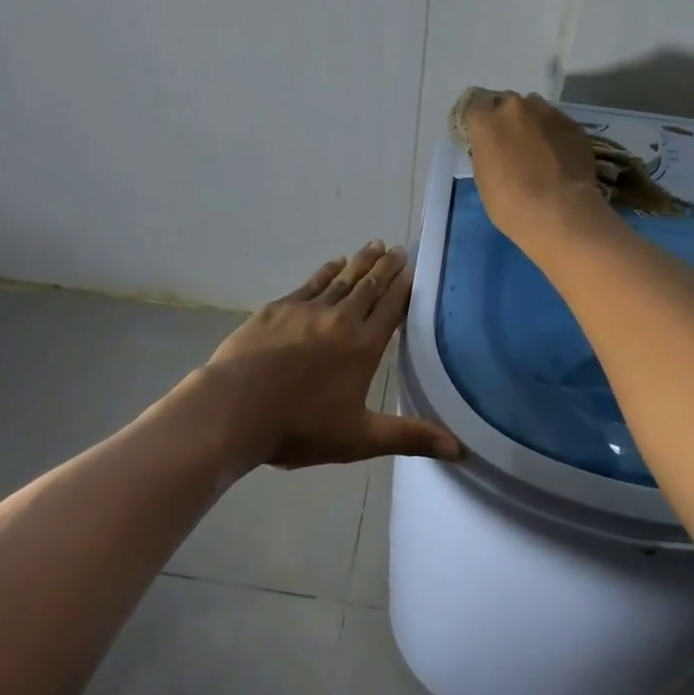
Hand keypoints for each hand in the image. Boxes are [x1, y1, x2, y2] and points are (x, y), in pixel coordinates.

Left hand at [190, 242, 461, 469]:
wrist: (235, 408)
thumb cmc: (300, 427)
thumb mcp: (359, 439)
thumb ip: (409, 437)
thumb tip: (459, 449)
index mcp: (363, 347)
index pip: (391, 308)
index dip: (404, 287)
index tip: (413, 268)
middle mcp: (340, 319)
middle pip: (369, 286)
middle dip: (386, 266)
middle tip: (398, 248)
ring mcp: (307, 310)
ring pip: (342, 279)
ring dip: (360, 261)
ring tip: (374, 245)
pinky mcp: (279, 308)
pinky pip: (310, 283)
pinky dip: (326, 271)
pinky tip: (334, 263)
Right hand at [462, 91, 613, 249]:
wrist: (559, 211)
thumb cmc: (510, 203)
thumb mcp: (484, 178)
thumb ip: (486, 152)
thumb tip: (496, 148)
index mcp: (486, 122)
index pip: (475, 107)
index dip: (481, 122)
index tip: (485, 137)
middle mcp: (514, 108)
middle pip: (506, 103)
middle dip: (508, 119)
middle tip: (513, 143)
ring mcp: (546, 113)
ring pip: (535, 108)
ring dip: (533, 122)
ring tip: (539, 148)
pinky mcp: (572, 123)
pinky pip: (557, 122)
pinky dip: (555, 134)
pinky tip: (559, 155)